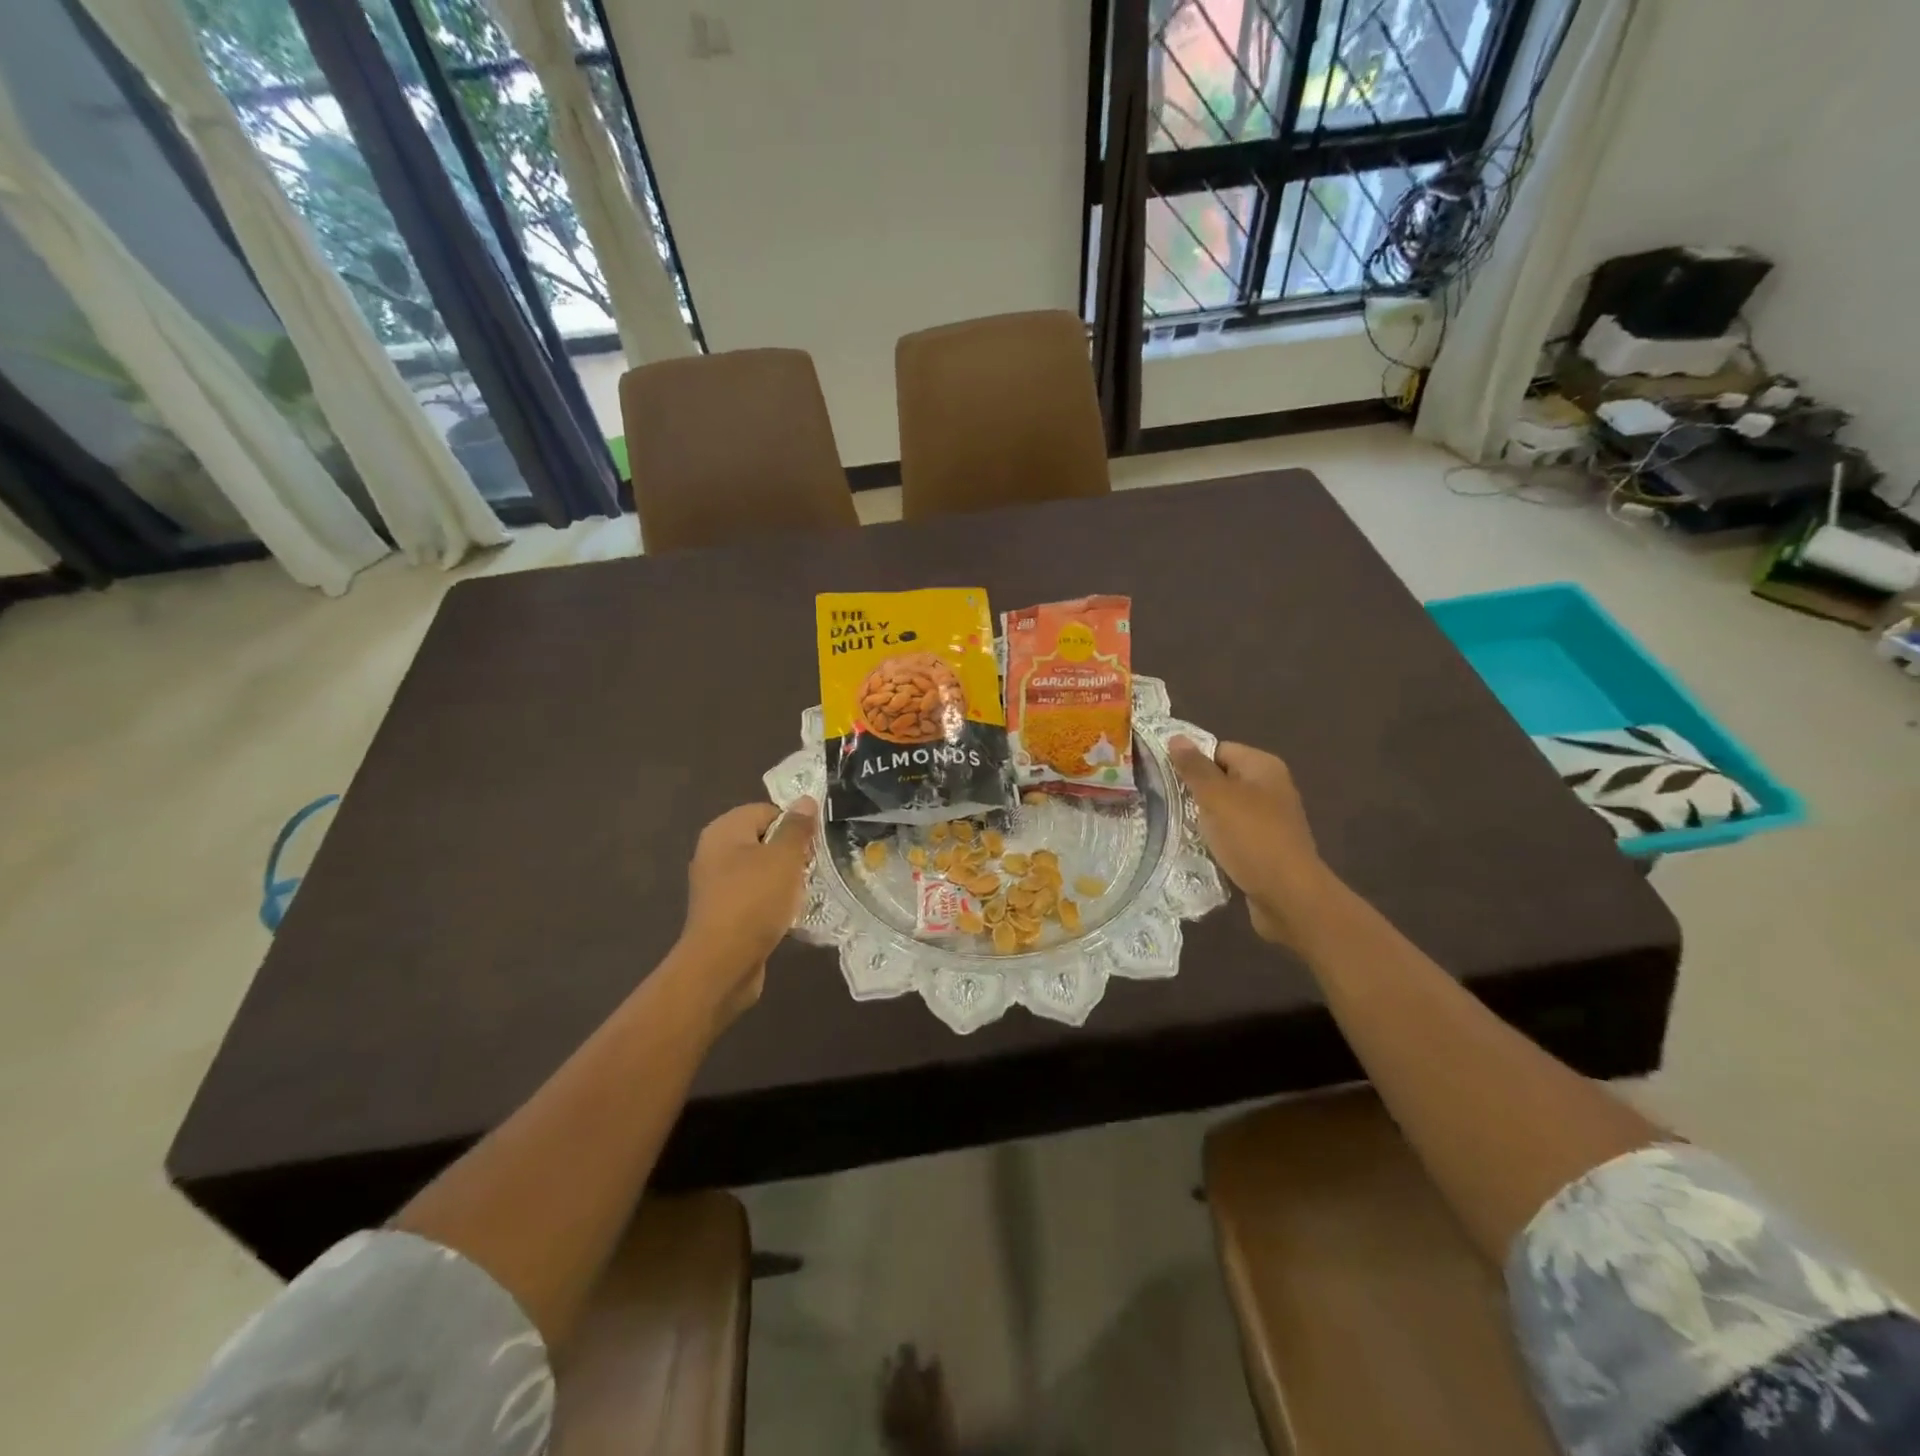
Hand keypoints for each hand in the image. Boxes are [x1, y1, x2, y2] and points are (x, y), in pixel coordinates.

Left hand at [675, 797, 817, 1024]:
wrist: (723, 963)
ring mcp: (716, 885)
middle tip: (812, 868)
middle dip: (791, 853)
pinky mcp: (722, 913)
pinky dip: (772, 901)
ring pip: (760, 870)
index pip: (767, 811)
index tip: (814, 846)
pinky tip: (788, 914)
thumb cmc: (755, 901)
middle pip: (763, 840)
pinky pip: (754, 896)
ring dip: (784, 879)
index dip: (794, 825)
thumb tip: (805, 800)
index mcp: (724, 830)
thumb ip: (797, 827)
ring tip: (804, 892)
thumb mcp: (784, 858)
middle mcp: (714, 852)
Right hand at [1167, 739, 1329, 945]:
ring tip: (1178, 827)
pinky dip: (1217, 840)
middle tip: (1166, 803)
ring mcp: (1270, 819)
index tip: (1166, 778)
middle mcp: (1270, 787)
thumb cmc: (1251, 838)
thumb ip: (1194, 767)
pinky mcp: (1266, 847)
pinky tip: (1199, 849)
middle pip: (1222, 779)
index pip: (1219, 749)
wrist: (1288, 896)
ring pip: (1225, 809)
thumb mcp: (1216, 797)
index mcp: (1263, 767)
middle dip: (1195, 791)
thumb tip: (1176, 737)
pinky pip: (1233, 834)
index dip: (1192, 761)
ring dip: (1204, 819)